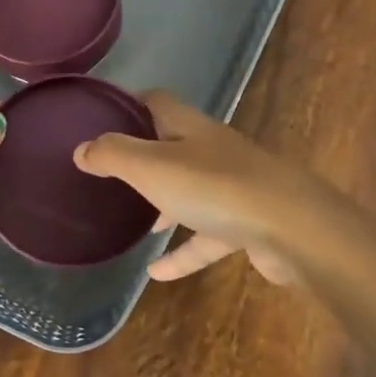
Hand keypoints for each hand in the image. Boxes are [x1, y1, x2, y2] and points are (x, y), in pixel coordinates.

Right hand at [72, 91, 330, 284]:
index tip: (101, 116)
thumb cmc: (214, 187)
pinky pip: (206, 238)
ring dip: (165, 205)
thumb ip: (113, 155)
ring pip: (191, 192)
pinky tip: (156, 274)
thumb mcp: (151, 167)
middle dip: (145, 156)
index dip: (130, 104)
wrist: (293, 228)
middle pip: (174, 145)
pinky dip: (183, 253)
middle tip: (112, 171)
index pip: (157, 102)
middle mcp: (213, 151)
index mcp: (190, 128)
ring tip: (135, 223)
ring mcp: (234, 188)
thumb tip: (82, 148)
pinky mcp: (247, 225)